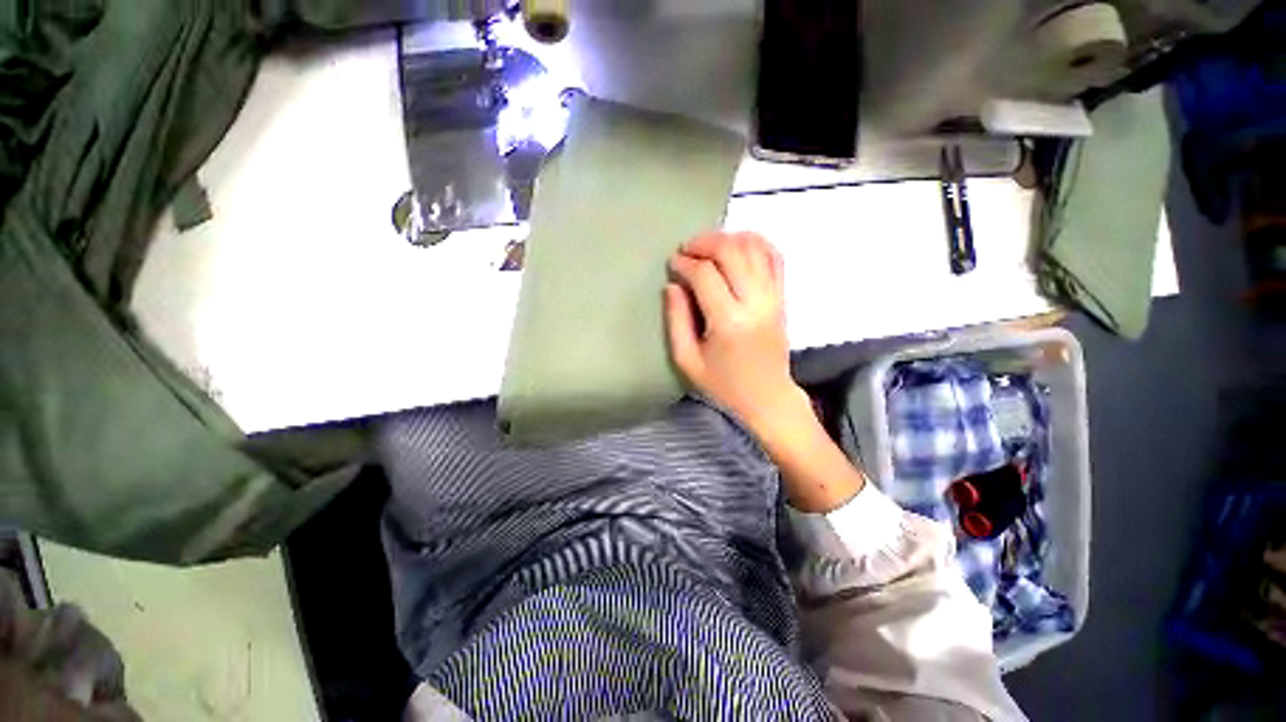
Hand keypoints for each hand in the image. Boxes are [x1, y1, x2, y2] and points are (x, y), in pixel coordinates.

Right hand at [665, 232, 810, 436]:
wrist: (768, 397)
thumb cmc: (723, 385)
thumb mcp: (687, 361)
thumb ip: (676, 320)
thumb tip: (672, 285)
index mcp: (728, 321)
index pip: (705, 275)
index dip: (684, 263)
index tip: (672, 263)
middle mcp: (755, 302)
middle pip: (731, 251)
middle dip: (704, 242)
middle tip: (686, 249)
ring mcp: (773, 296)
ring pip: (754, 247)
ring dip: (728, 238)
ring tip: (708, 246)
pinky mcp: (782, 296)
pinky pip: (774, 256)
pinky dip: (755, 242)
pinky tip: (737, 244)